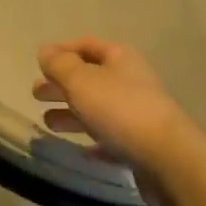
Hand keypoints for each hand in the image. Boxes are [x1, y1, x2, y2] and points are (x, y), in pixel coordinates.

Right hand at [33, 38, 205, 194]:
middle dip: (62, 84)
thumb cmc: (121, 110)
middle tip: (35, 94)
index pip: (87, 45)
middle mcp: (131, 82)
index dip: (62, 51)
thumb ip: (60, 65)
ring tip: (48, 123)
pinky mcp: (141, 146)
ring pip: (98, 109)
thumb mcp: (81, 81)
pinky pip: (111, 139)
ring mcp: (138, 115)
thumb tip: (45, 52)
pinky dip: (92, 141)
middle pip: (90, 78)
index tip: (39, 63)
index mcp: (120, 59)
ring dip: (71, 113)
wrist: (169, 160)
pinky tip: (78, 150)